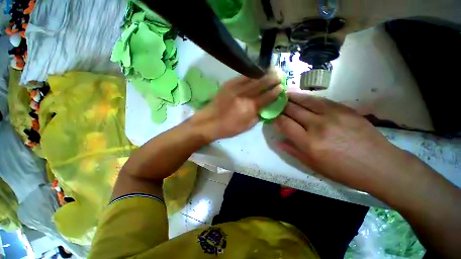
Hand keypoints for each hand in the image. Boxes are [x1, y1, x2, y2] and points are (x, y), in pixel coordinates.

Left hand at [191, 73, 281, 142]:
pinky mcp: (228, 84)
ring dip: (263, 73)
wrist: (209, 122)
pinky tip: (256, 71)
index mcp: (250, 108)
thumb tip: (266, 107)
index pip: (267, 97)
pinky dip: (251, 73)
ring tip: (271, 69)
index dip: (275, 91)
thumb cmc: (229, 128)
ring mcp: (235, 88)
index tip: (281, 87)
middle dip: (272, 78)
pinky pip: (242, 76)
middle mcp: (244, 95)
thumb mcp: (247, 126)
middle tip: (280, 74)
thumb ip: (258, 115)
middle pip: (261, 84)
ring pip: (252, 77)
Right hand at [274, 92, 408, 190]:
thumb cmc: (344, 171)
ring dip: (292, 97)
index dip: (276, 118)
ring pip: (305, 101)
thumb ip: (293, 151)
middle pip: (293, 110)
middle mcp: (317, 126)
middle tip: (276, 104)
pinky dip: (308, 97)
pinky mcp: (344, 109)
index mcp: (309, 143)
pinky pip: (321, 100)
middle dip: (282, 106)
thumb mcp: (314, 166)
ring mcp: (332, 115)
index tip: (273, 116)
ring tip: (285, 94)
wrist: (379, 165)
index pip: (285, 124)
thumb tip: (278, 142)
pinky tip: (302, 96)